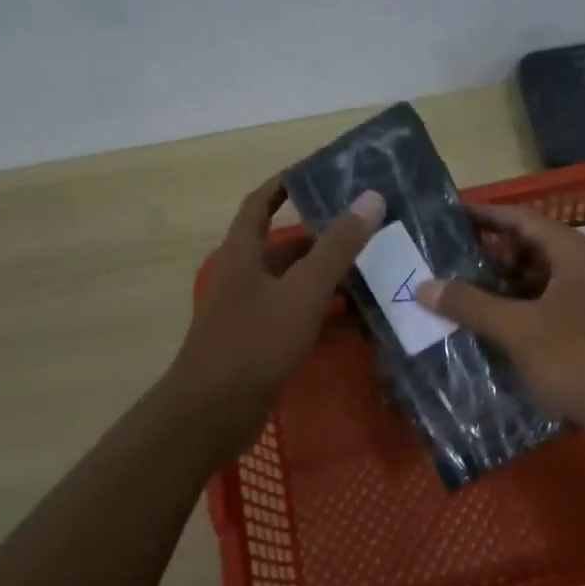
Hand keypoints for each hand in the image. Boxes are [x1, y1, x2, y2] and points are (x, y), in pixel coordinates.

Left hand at [169, 175, 385, 453]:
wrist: (213, 413)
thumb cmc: (255, 343)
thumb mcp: (303, 291)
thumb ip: (338, 247)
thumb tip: (370, 198)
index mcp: (243, 254)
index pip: (260, 203)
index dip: (285, 184)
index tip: (319, 172)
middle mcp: (243, 277)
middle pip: (282, 246)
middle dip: (321, 235)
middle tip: (365, 227)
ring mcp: (250, 313)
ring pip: (293, 283)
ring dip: (326, 275)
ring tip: (371, 268)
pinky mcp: (259, 343)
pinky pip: (296, 315)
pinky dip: (322, 311)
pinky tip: (355, 317)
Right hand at [418, 203, 584, 436]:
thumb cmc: (578, 356)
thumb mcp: (519, 328)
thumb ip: (472, 304)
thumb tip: (425, 286)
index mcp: (573, 253)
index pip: (523, 219)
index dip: (486, 215)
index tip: (451, 214)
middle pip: (533, 248)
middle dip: (492, 253)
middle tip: (449, 258)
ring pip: (541, 282)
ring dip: (505, 286)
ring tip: (463, 292)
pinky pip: (549, 309)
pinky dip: (521, 312)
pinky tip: (493, 327)